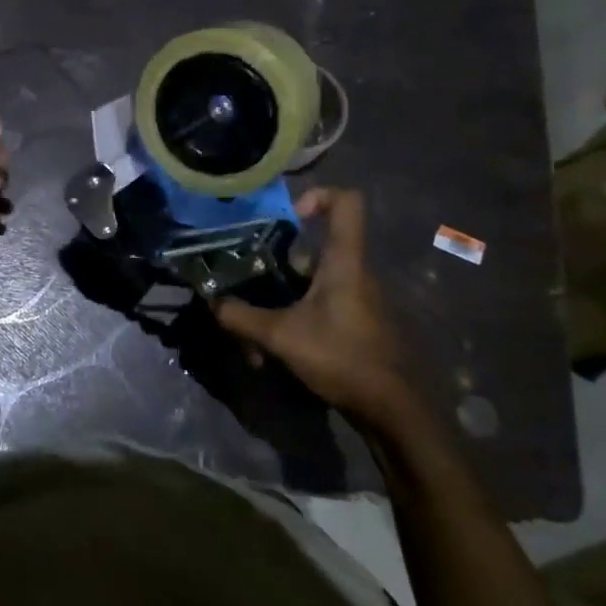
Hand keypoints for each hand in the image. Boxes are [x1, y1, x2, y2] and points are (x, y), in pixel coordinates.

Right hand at [212, 189, 420, 434]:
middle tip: (249, 284)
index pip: (348, 203)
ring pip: (311, 285)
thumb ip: (242, 318)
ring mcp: (357, 300)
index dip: (318, 196)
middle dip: (277, 267)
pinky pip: (320, 307)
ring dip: (280, 302)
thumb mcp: (282, 337)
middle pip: (314, 250)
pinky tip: (274, 352)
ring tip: (254, 334)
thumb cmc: (342, 358)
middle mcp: (354, 273)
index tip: (288, 217)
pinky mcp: (356, 323)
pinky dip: (294, 320)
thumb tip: (211, 302)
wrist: (393, 409)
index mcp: (344, 262)